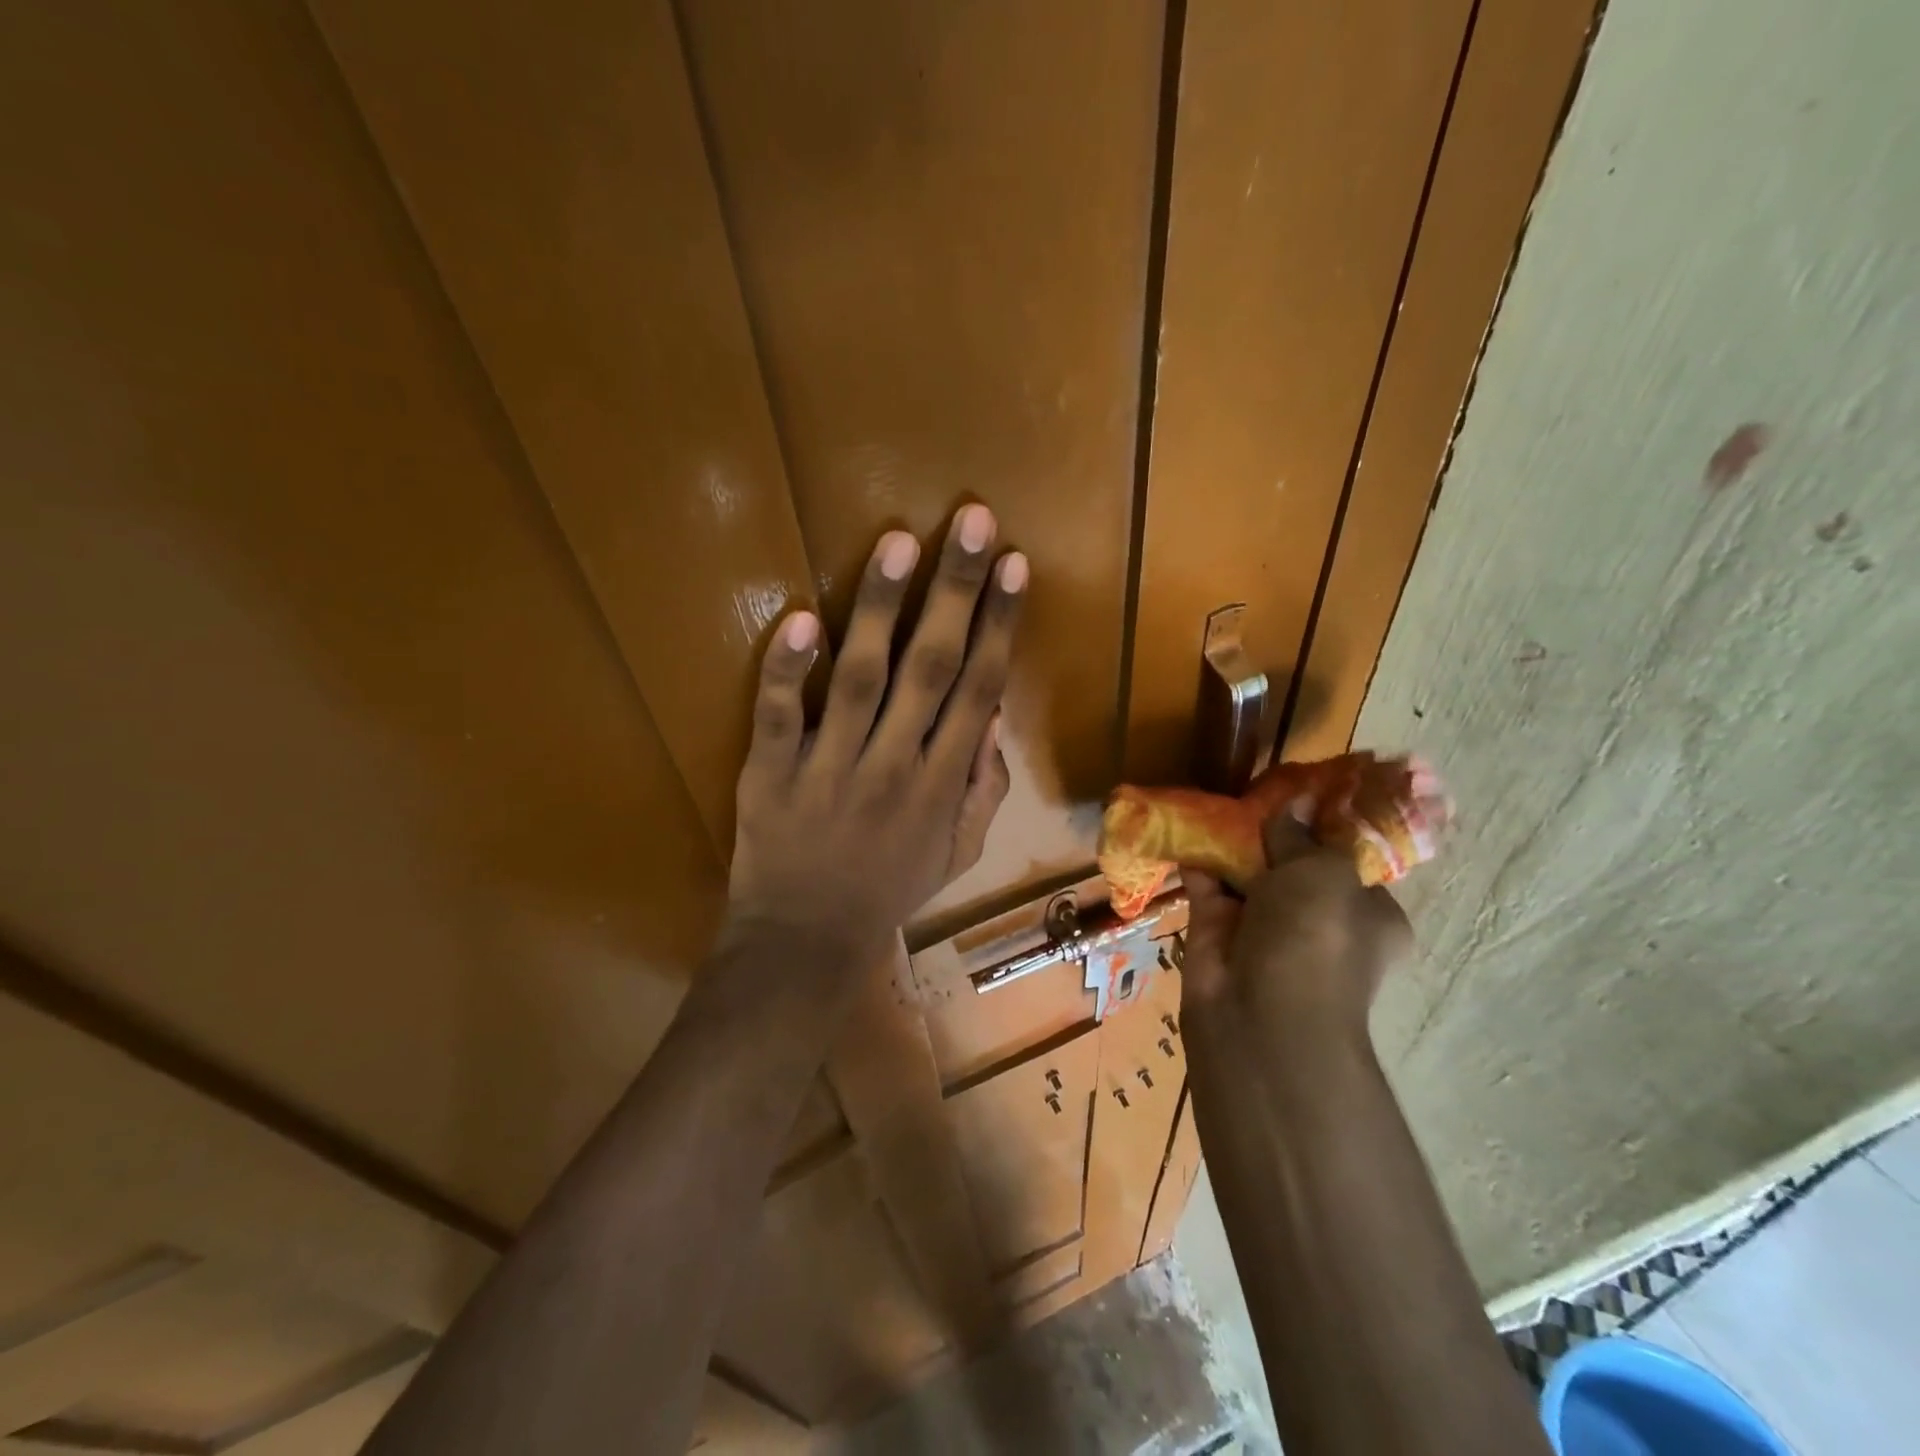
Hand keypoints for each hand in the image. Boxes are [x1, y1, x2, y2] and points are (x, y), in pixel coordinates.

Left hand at [726, 504, 1025, 974]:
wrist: (805, 941)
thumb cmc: (887, 890)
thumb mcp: (957, 853)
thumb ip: (983, 790)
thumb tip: (991, 719)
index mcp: (942, 782)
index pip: (980, 688)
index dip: (1001, 623)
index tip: (1016, 565)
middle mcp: (895, 763)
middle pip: (932, 665)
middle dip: (957, 590)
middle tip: (973, 521)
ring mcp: (830, 765)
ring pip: (861, 677)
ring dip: (881, 608)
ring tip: (901, 542)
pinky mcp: (771, 771)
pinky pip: (779, 715)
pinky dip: (788, 670)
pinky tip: (802, 619)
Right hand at [1182, 812, 1410, 1038]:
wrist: (1261, 1017)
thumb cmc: (1316, 937)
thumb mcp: (1323, 873)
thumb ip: (1303, 836)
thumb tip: (1296, 803)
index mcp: (1367, 916)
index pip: (1348, 865)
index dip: (1325, 828)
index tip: (1303, 792)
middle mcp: (1318, 922)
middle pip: (1293, 866)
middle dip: (1272, 832)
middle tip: (1253, 790)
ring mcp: (1265, 930)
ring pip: (1247, 875)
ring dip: (1232, 843)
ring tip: (1217, 798)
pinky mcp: (1217, 934)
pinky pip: (1207, 887)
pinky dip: (1198, 860)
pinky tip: (1186, 824)